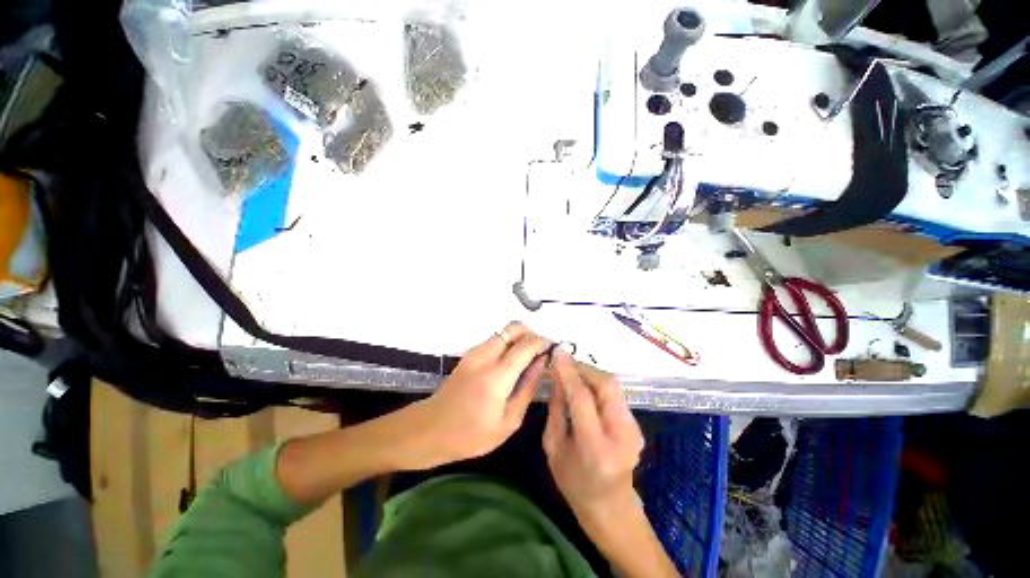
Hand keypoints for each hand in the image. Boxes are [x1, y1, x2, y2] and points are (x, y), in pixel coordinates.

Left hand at [408, 323, 550, 468]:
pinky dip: (508, 343)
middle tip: (540, 352)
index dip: (543, 342)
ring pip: (504, 331)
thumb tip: (542, 363)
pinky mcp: (469, 353)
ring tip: (527, 359)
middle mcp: (485, 356)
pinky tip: (511, 363)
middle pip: (514, 328)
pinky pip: (495, 339)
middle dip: (532, 334)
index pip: (526, 345)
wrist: (430, 429)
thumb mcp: (508, 421)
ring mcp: (475, 352)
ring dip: (520, 338)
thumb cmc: (471, 435)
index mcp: (497, 376)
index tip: (553, 348)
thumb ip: (528, 388)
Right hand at [543, 350, 644, 528]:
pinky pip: (615, 394)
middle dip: (584, 368)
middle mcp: (621, 436)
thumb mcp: (553, 447)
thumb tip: (557, 377)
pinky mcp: (637, 426)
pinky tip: (585, 387)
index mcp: (595, 447)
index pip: (583, 398)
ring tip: (572, 373)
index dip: (569, 372)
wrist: (610, 507)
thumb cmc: (573, 483)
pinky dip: (598, 384)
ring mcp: (634, 430)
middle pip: (606, 385)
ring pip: (613, 386)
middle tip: (565, 363)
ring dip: (591, 374)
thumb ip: (556, 409)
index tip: (557, 353)